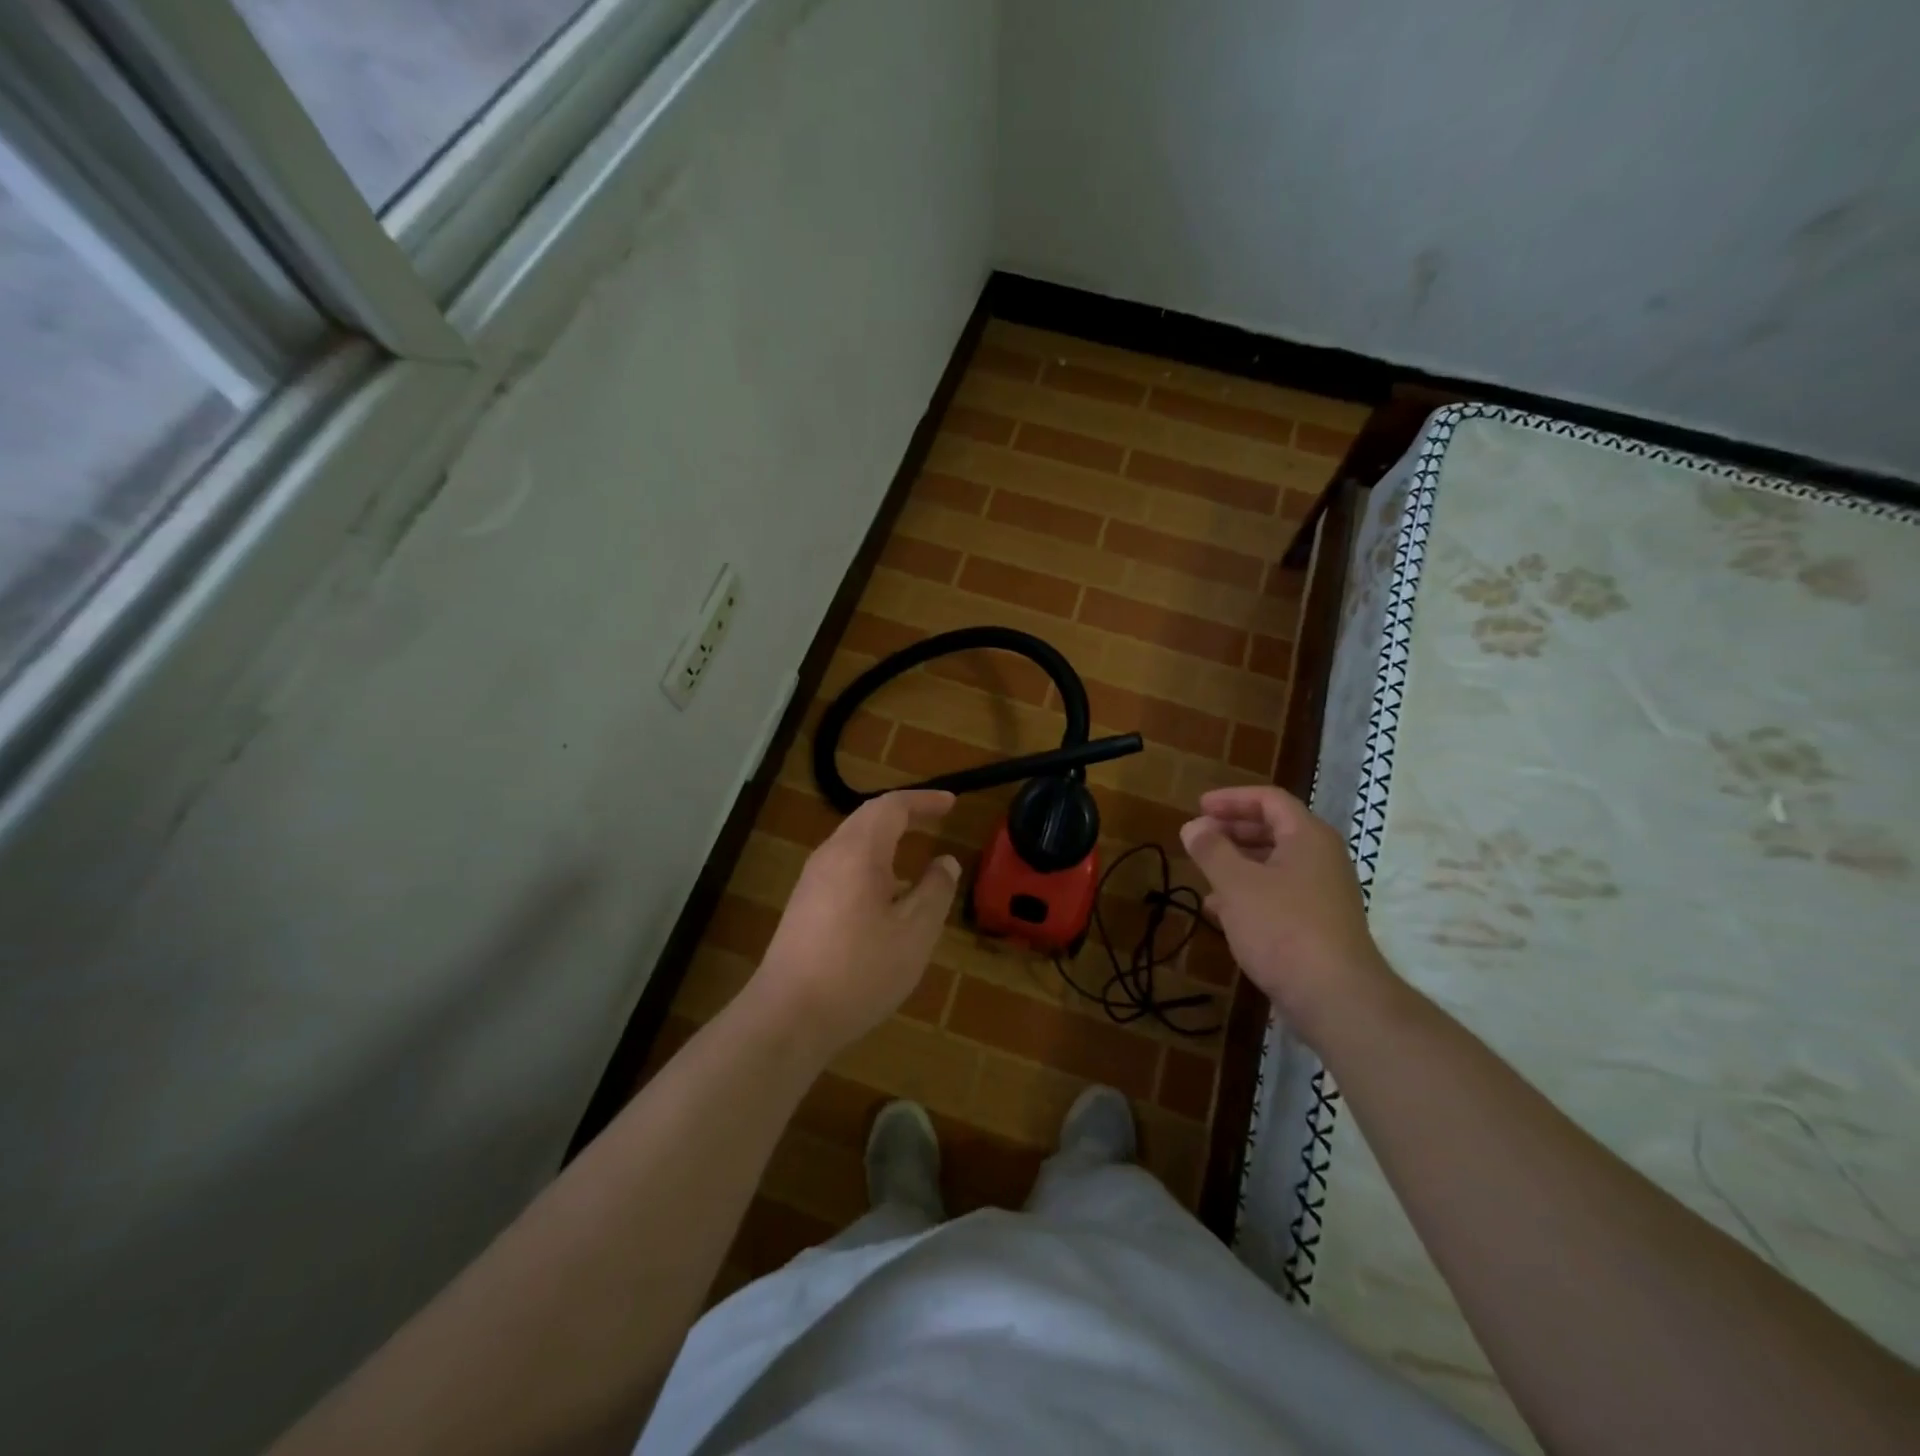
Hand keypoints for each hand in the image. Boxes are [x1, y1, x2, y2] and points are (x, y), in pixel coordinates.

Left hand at [750, 790, 959, 1063]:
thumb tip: (945, 862)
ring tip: (914, 849)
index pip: (892, 806)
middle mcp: (830, 856)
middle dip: (904, 813)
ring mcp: (811, 881)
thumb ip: (935, 891)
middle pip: (867, 817)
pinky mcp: (803, 905)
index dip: (924, 800)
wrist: (788, 1016)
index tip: (952, 804)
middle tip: (936, 817)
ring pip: (852, 842)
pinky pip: (842, 865)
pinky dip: (870, 861)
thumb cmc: (860, 971)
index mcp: (858, 852)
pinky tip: (884, 893)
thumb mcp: (914, 933)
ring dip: (885, 837)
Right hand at [1180, 785, 1396, 1044]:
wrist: (1335, 997)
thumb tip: (1194, 826)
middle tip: (1199, 837)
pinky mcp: (1317, 925)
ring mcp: (1322, 893)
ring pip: (1274, 865)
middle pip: (1274, 830)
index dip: (1232, 799)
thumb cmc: (1283, 928)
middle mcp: (1321, 859)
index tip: (1199, 807)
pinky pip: (1278, 894)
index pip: (1269, 800)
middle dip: (1233, 831)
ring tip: (1203, 873)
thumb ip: (1211, 849)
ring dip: (1237, 863)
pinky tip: (1219, 911)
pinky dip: (1248, 893)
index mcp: (1308, 837)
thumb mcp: (1236, 884)